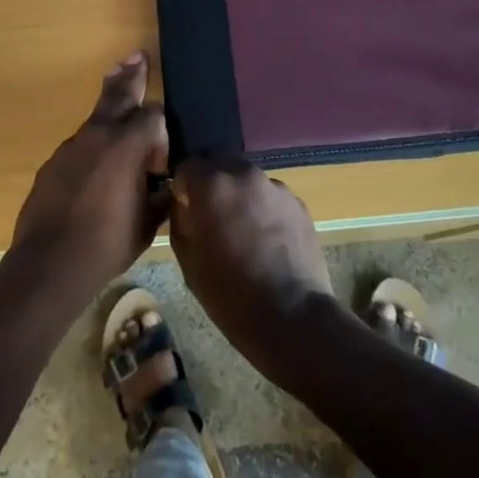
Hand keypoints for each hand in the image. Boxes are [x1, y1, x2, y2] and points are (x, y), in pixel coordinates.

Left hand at [9, 53, 169, 301]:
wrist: (49, 264)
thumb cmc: (107, 244)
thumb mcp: (148, 222)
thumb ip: (162, 195)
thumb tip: (168, 183)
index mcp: (127, 144)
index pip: (153, 115)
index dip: (161, 133)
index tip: (161, 162)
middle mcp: (99, 134)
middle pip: (119, 94)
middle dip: (131, 75)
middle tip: (137, 55)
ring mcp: (72, 146)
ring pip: (96, 117)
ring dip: (109, 105)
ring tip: (117, 83)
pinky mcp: (53, 163)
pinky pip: (80, 145)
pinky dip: (91, 145)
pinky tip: (94, 168)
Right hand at [168, 156, 337, 380]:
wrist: (293, 318)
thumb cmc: (231, 296)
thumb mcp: (189, 262)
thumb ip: (181, 221)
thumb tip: (184, 204)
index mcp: (213, 186)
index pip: (188, 164)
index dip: (182, 185)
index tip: (184, 206)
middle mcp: (245, 174)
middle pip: (219, 159)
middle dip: (210, 178)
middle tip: (209, 211)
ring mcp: (275, 186)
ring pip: (246, 176)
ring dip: (237, 191)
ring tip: (241, 228)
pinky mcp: (297, 202)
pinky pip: (269, 194)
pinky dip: (261, 206)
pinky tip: (265, 239)